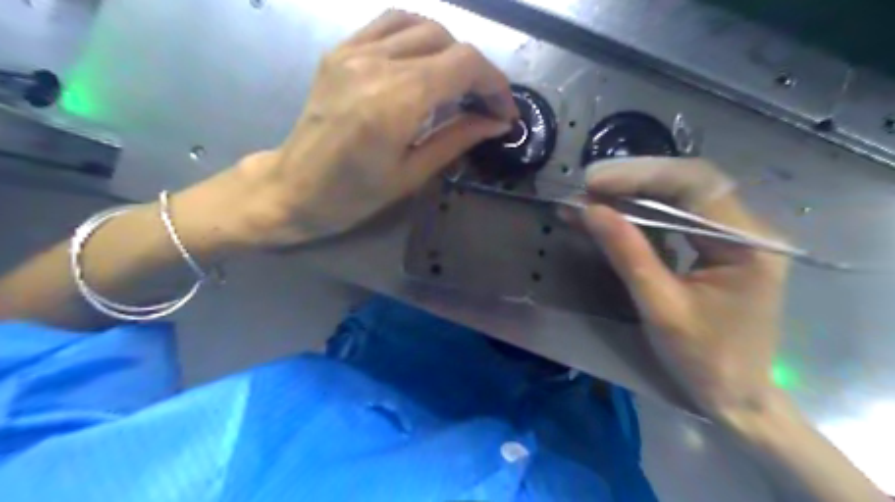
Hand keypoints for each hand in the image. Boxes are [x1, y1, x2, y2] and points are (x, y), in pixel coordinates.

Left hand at [229, 10, 514, 247]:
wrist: (295, 187)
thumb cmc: (354, 194)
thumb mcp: (412, 174)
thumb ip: (457, 139)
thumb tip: (497, 123)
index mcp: (396, 102)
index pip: (464, 65)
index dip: (495, 84)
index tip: (503, 111)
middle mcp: (375, 65)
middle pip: (448, 41)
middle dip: (477, 71)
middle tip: (484, 104)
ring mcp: (353, 51)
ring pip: (422, 25)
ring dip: (451, 50)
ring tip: (458, 83)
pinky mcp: (341, 50)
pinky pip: (390, 24)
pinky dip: (419, 36)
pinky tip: (426, 61)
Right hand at [578, 160, 783, 418]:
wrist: (736, 394)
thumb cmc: (704, 359)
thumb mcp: (661, 308)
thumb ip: (628, 254)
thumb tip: (589, 210)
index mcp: (747, 243)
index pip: (696, 185)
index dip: (641, 176)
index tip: (593, 182)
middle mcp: (748, 228)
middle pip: (689, 182)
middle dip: (634, 180)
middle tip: (586, 185)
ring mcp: (733, 235)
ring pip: (681, 195)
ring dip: (634, 193)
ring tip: (590, 196)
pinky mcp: (716, 245)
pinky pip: (676, 215)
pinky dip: (641, 212)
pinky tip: (612, 211)